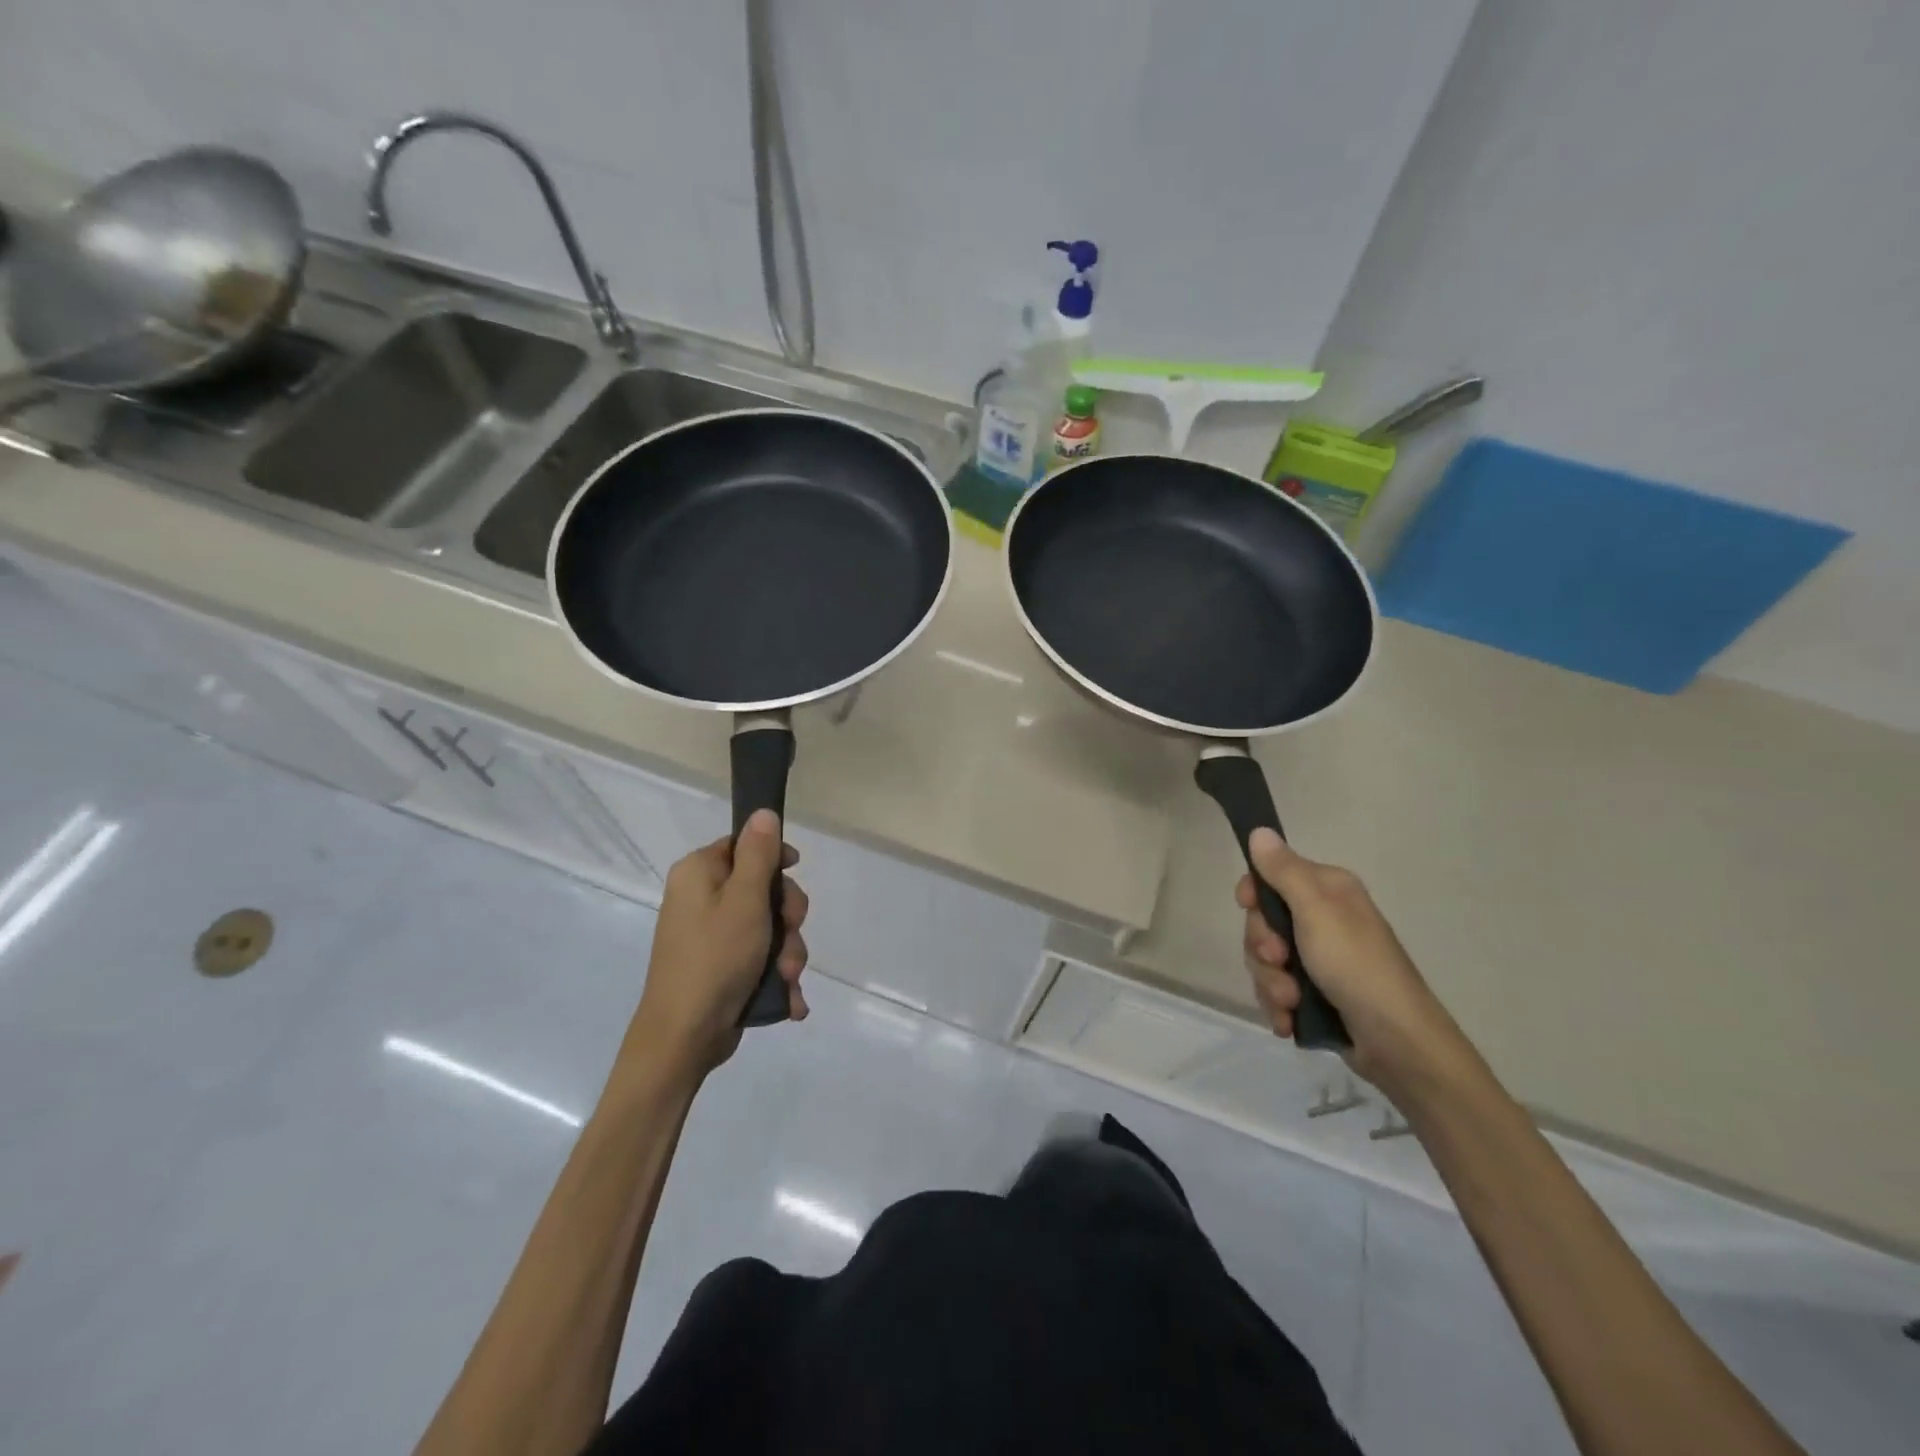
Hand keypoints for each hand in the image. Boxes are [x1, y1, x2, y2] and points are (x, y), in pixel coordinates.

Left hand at [623, 809, 810, 1081]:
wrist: (683, 1037)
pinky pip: (759, 956)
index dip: (775, 859)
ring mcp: (711, 934)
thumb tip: (763, 812)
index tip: (794, 874)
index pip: (745, 845)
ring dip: (787, 951)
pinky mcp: (721, 966)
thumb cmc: (715, 958)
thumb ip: (759, 854)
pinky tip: (788, 998)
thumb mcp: (745, 900)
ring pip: (768, 926)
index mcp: (699, 873)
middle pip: (762, 887)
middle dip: (787, 917)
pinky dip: (776, 974)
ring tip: (787, 978)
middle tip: (790, 936)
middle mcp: (701, 898)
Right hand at [1236, 828, 1464, 1091]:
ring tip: (1291, 1001)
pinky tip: (1290, 1019)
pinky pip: (1276, 989)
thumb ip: (1284, 871)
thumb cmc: (1357, 966)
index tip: (1248, 907)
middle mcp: (1323, 919)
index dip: (1254, 894)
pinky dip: (1279, 1005)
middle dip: (1262, 947)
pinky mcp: (1316, 993)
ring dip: (1270, 982)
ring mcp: (1320, 959)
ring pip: (1266, 960)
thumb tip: (1260, 830)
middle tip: (1279, 960)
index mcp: (1328, 891)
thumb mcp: (1316, 912)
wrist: (1397, 1044)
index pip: (1271, 876)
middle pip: (1263, 921)